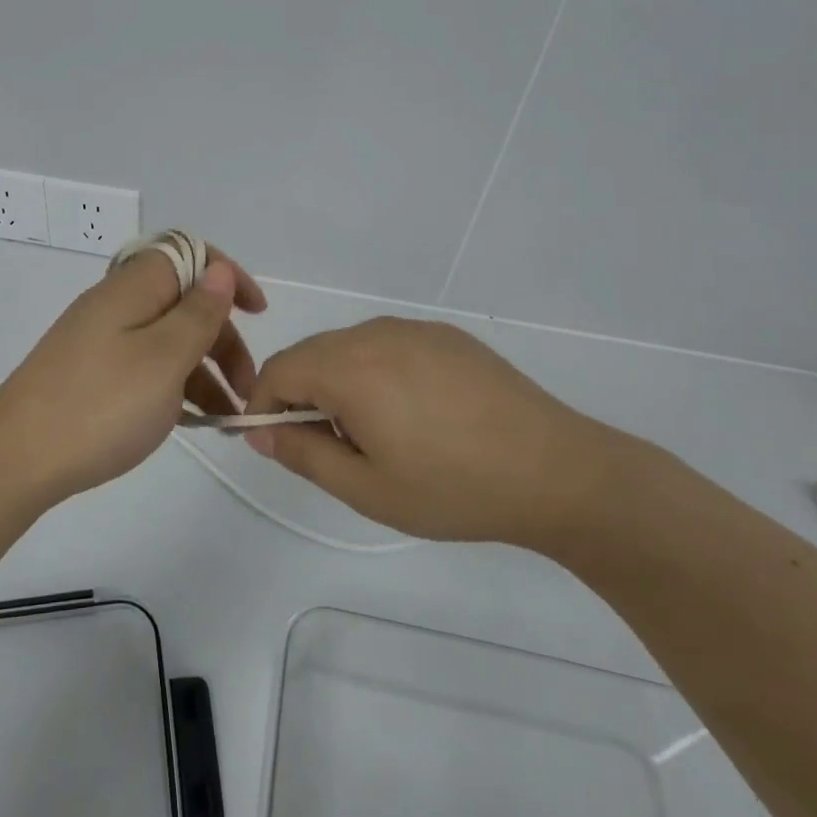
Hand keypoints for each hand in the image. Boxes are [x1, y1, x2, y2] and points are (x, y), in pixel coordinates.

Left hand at [0, 244, 266, 504]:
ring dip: (205, 369)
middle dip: (223, 337)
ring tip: (228, 418)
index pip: (190, 254)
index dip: (228, 275)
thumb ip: (198, 313)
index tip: (258, 312)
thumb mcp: (164, 358)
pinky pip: (147, 365)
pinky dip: (175, 386)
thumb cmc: (101, 405)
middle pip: (184, 301)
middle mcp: (117, 303)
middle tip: (246, 387)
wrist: (16, 459)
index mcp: (134, 287)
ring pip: (168, 338)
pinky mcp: (92, 372)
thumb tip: (219, 270)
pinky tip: (193, 422)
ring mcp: (101, 339)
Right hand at [242, 317, 621, 547]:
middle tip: (325, 446)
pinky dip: (374, 370)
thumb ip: (303, 454)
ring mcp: (413, 329)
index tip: (272, 441)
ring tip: (372, 432)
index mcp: (349, 368)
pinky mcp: (444, 334)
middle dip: (299, 394)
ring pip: (347, 346)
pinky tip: (412, 411)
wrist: (556, 470)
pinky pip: (386, 343)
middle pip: (310, 354)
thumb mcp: (367, 488)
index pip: (278, 370)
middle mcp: (374, 333)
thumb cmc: (454, 487)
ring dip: (337, 380)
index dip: (262, 404)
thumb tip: (259, 431)